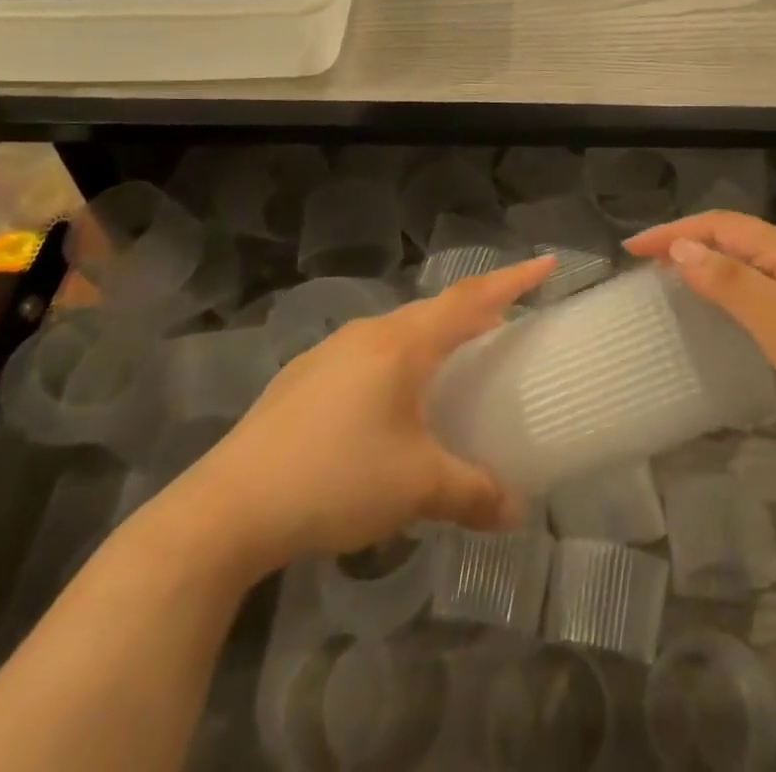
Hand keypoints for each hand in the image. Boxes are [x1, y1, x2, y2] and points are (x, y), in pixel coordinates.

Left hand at [162, 257, 552, 577]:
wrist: (228, 508)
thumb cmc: (335, 479)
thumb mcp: (416, 488)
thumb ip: (473, 494)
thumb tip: (518, 512)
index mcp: (403, 344)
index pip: (471, 298)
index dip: (513, 280)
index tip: (547, 263)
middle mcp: (368, 333)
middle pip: (433, 310)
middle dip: (473, 311)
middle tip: (504, 322)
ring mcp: (328, 352)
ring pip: (396, 333)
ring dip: (430, 340)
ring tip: (449, 366)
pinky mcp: (301, 379)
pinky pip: (365, 356)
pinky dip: (394, 364)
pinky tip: (385, 407)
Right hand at [626, 212, 775, 447]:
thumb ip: (728, 281)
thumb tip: (681, 247)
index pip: (718, 225)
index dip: (673, 232)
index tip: (632, 248)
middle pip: (731, 233)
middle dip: (686, 239)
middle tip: (646, 259)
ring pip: (746, 255)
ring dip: (707, 257)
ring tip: (673, 272)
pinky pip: (759, 276)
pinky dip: (729, 278)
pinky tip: (724, 298)